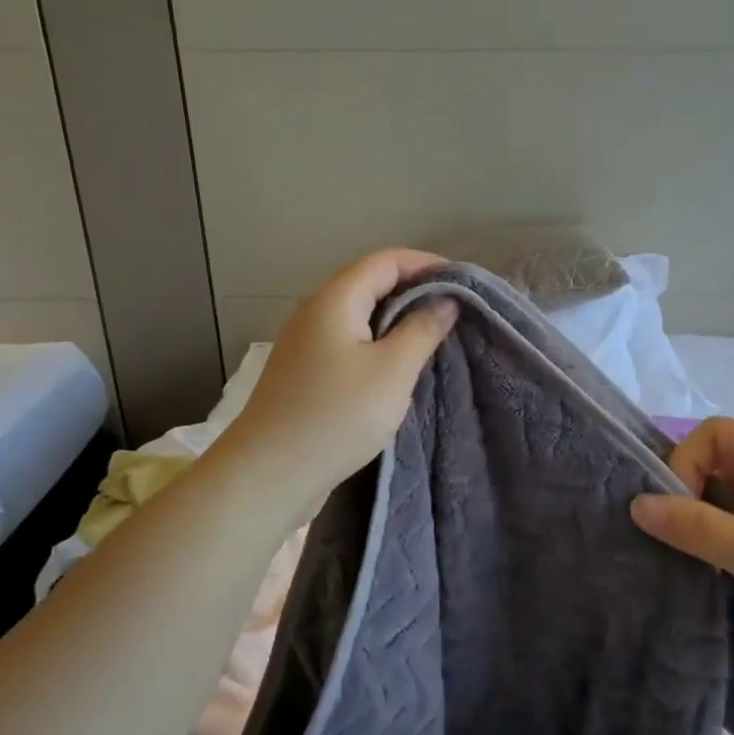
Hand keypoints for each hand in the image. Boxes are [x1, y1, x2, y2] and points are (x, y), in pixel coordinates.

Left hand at [216, 249, 457, 521]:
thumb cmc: (337, 415)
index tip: (463, 283)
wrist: (270, 474)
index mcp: (335, 299)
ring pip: (360, 316)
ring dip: (398, 320)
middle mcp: (316, 312)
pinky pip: (350, 342)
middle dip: (414, 291)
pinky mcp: (306, 373)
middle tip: (454, 311)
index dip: (426, 264)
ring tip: (434, 337)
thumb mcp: (392, 370)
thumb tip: (445, 301)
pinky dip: (379, 343)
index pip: (386, 261)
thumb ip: (422, 329)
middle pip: (370, 283)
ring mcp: (306, 343)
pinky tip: (398, 367)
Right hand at [630, 418, 733, 695]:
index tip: (678, 515)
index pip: (715, 435)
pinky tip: (721, 578)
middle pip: (721, 466)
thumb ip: (700, 530)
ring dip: (708, 527)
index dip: (685, 463)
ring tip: (692, 565)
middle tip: (675, 545)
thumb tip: (637, 504)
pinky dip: (729, 548)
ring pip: (733, 502)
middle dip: (690, 498)